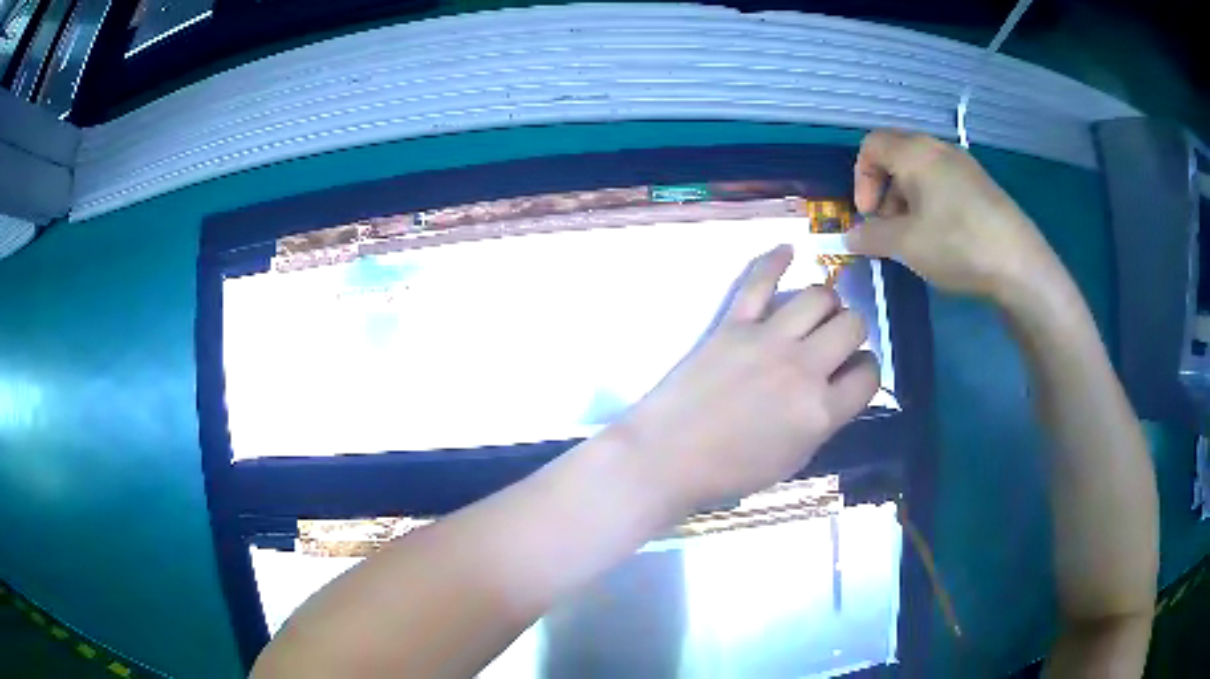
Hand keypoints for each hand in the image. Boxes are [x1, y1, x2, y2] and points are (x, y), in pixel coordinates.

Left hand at [612, 245, 877, 514]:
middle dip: (852, 332)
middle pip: (852, 324)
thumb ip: (824, 420)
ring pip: (818, 295)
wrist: (666, 457)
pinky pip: (758, 280)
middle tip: (835, 343)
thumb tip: (838, 388)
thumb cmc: (728, 471)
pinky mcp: (732, 323)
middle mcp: (804, 368)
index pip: (869, 373)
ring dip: (826, 302)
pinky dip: (774, 260)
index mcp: (821, 411)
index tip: (853, 373)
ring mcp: (767, 339)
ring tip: (816, 314)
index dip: (865, 371)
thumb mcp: (792, 459)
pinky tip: (788, 250)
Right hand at [847, 130, 1058, 299]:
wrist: (1020, 265)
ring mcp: (965, 166)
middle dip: (884, 191)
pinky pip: (944, 183)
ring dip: (907, 199)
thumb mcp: (906, 245)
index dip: (861, 178)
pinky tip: (943, 236)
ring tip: (915, 237)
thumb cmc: (957, 245)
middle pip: (897, 156)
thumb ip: (871, 237)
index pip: (871, 146)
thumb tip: (851, 237)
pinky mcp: (982, 186)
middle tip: (889, 228)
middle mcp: (939, 149)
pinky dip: (931, 203)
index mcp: (915, 153)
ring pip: (922, 171)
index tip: (868, 215)